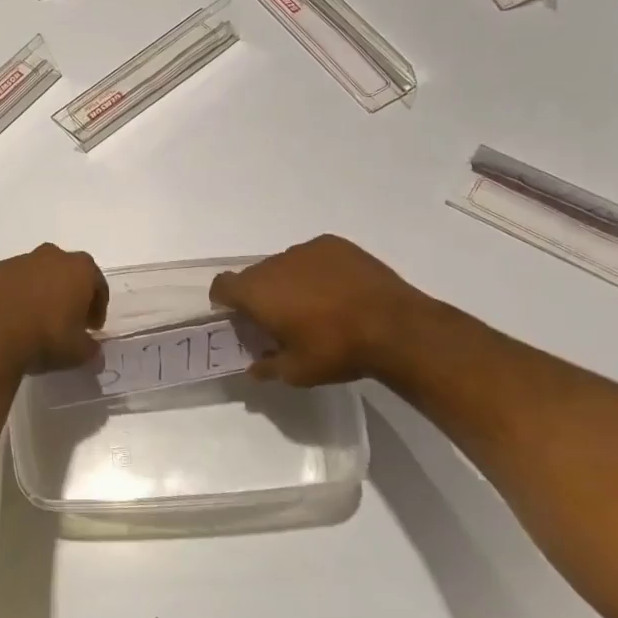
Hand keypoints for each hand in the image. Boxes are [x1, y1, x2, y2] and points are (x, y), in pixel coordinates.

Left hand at [0, 244, 108, 374]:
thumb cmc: (45, 340)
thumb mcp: (78, 353)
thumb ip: (91, 347)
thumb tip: (92, 348)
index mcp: (78, 269)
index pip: (96, 282)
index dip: (97, 305)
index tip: (91, 326)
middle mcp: (49, 256)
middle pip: (65, 270)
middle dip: (68, 291)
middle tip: (65, 318)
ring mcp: (17, 262)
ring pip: (35, 273)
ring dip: (39, 290)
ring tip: (34, 319)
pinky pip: (9, 282)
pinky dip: (13, 294)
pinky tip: (9, 317)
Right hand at [209, 235, 427, 385]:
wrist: (395, 327)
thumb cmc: (336, 350)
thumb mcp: (297, 372)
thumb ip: (268, 367)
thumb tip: (254, 367)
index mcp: (256, 292)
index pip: (222, 285)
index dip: (225, 300)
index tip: (238, 316)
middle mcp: (274, 264)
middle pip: (254, 275)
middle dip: (262, 294)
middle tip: (283, 318)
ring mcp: (305, 250)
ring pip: (285, 265)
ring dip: (290, 281)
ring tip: (317, 305)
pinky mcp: (334, 244)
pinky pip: (313, 256)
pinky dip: (317, 270)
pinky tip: (339, 290)